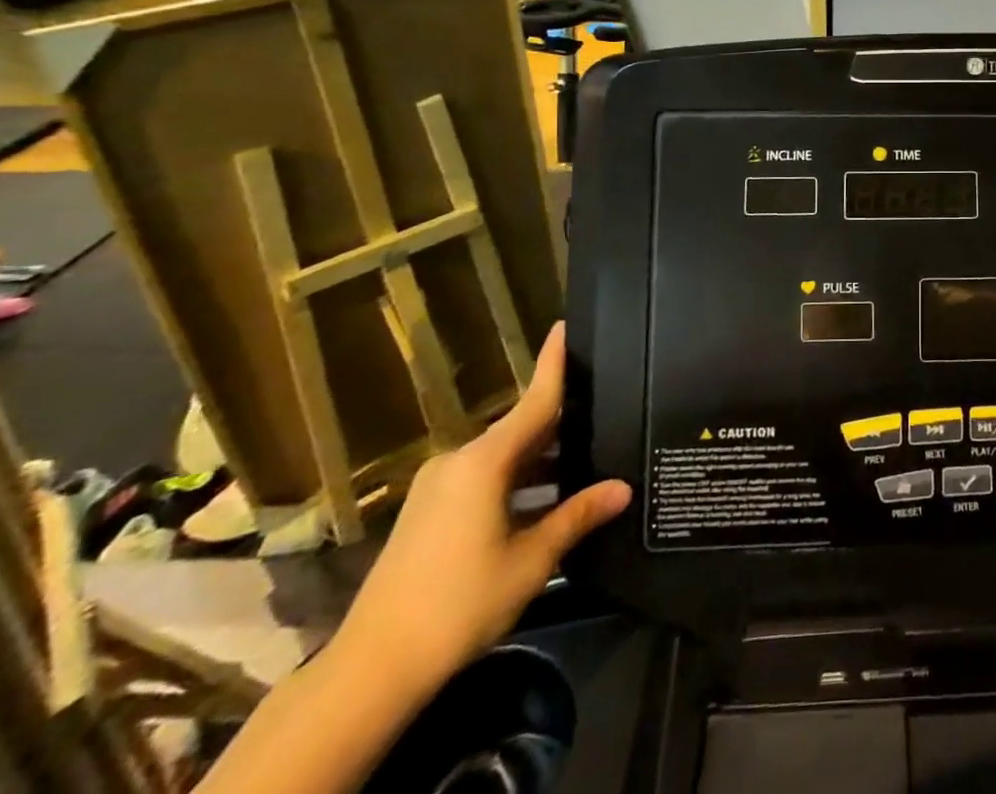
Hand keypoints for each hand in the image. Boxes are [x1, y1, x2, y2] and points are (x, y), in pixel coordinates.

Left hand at [332, 323, 630, 692]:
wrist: (371, 670)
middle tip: (602, 410)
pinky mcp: (427, 512)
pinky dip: (515, 481)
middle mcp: (459, 461)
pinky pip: (482, 479)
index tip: (566, 324)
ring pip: (502, 458)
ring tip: (583, 461)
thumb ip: (578, 516)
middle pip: (520, 429)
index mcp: (485, 462)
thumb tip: (624, 488)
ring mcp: (438, 487)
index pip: (533, 399)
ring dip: (539, 460)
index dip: (553, 363)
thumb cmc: (459, 604)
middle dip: (560, 422)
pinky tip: (542, 500)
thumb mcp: (531, 560)